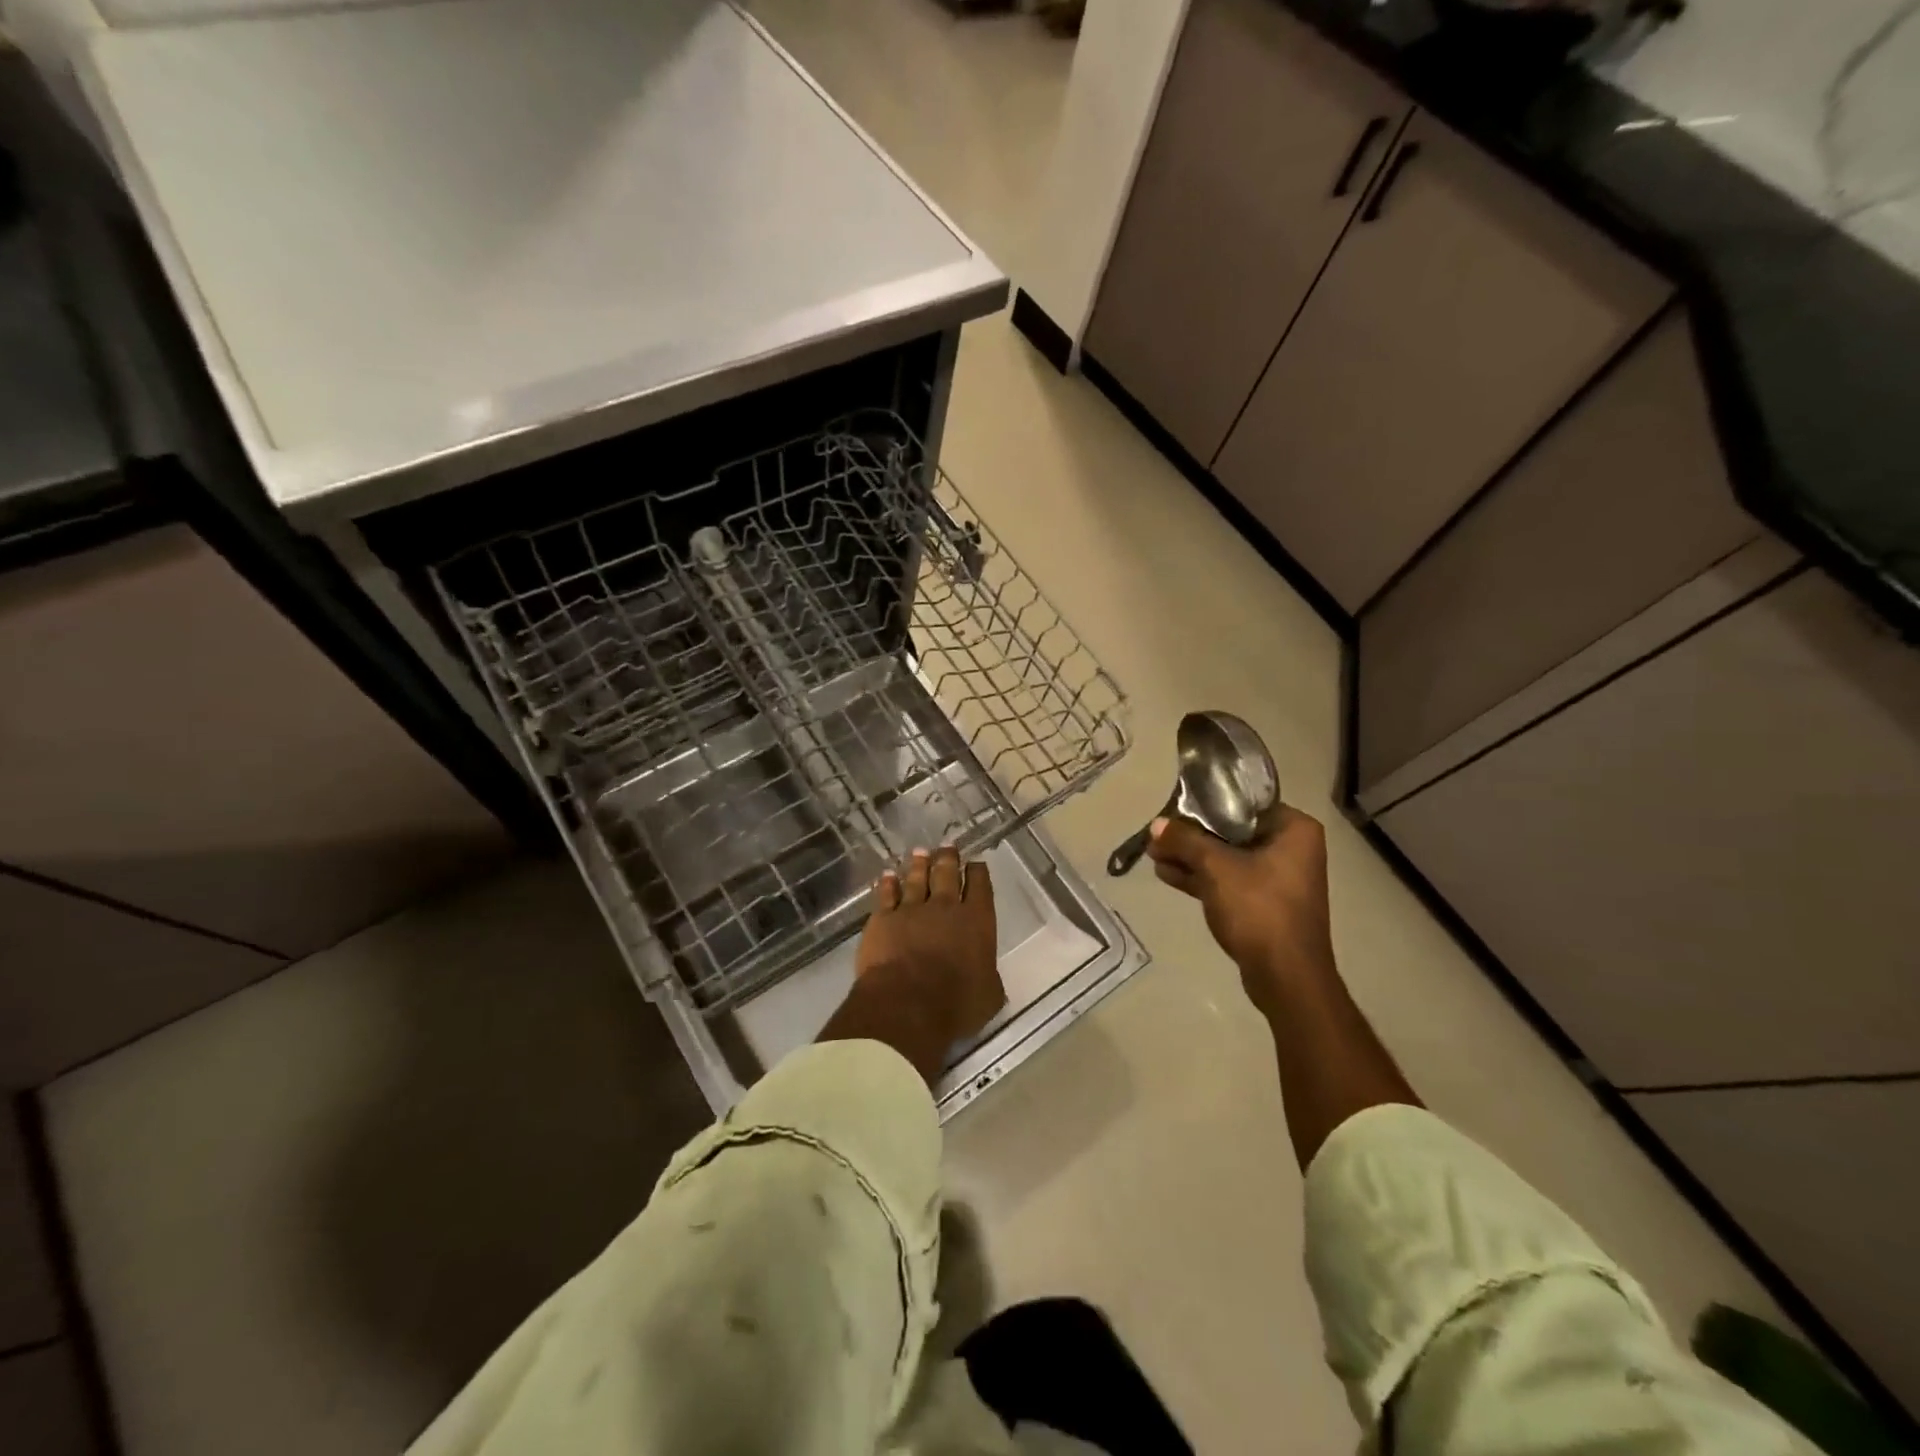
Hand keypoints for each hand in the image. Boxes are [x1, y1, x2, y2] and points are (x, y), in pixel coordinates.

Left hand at [821, 847, 1004, 1084]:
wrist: (907, 1004)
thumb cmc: (956, 1004)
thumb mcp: (989, 995)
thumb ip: (988, 977)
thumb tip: (987, 975)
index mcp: (977, 921)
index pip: (980, 887)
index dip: (978, 872)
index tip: (976, 863)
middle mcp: (945, 908)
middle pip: (947, 874)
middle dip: (948, 859)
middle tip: (947, 846)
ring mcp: (911, 910)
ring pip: (916, 879)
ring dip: (918, 865)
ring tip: (920, 852)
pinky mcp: (882, 919)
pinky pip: (886, 895)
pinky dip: (887, 884)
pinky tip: (887, 876)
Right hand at [1146, 807, 1335, 1018]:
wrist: (1286, 977)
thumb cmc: (1259, 909)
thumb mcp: (1216, 868)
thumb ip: (1184, 841)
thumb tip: (1155, 824)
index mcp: (1294, 829)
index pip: (1244, 801)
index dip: (1205, 803)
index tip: (1174, 805)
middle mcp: (1291, 849)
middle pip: (1232, 830)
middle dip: (1192, 834)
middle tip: (1157, 832)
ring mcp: (1277, 878)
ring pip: (1226, 857)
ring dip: (1192, 856)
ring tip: (1153, 853)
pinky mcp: (1263, 904)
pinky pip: (1228, 880)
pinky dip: (1202, 877)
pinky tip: (1166, 874)